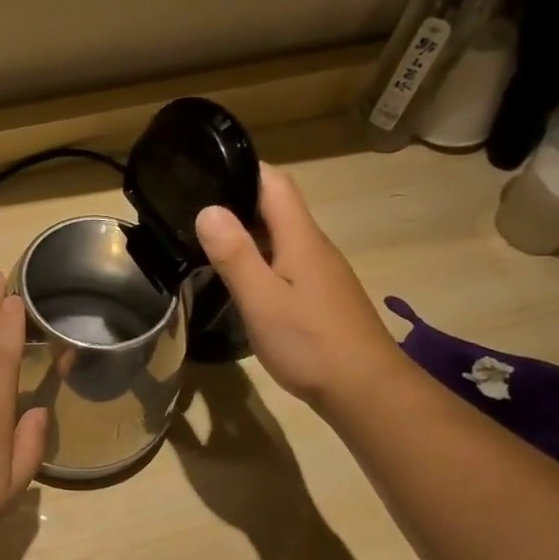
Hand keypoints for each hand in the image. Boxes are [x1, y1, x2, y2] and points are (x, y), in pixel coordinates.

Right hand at [195, 164, 404, 412]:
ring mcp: (321, 273)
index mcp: (301, 239)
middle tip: (193, 208)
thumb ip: (235, 255)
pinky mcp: (321, 297)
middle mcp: (314, 247)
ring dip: (248, 232)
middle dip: (238, 200)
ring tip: (206, 241)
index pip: (275, 183)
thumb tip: (208, 209)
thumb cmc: (310, 343)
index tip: (206, 169)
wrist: (365, 390)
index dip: (244, 168)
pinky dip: (260, 259)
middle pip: (278, 208)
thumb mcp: (262, 300)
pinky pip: (286, 263)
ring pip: (281, 237)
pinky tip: (241, 279)